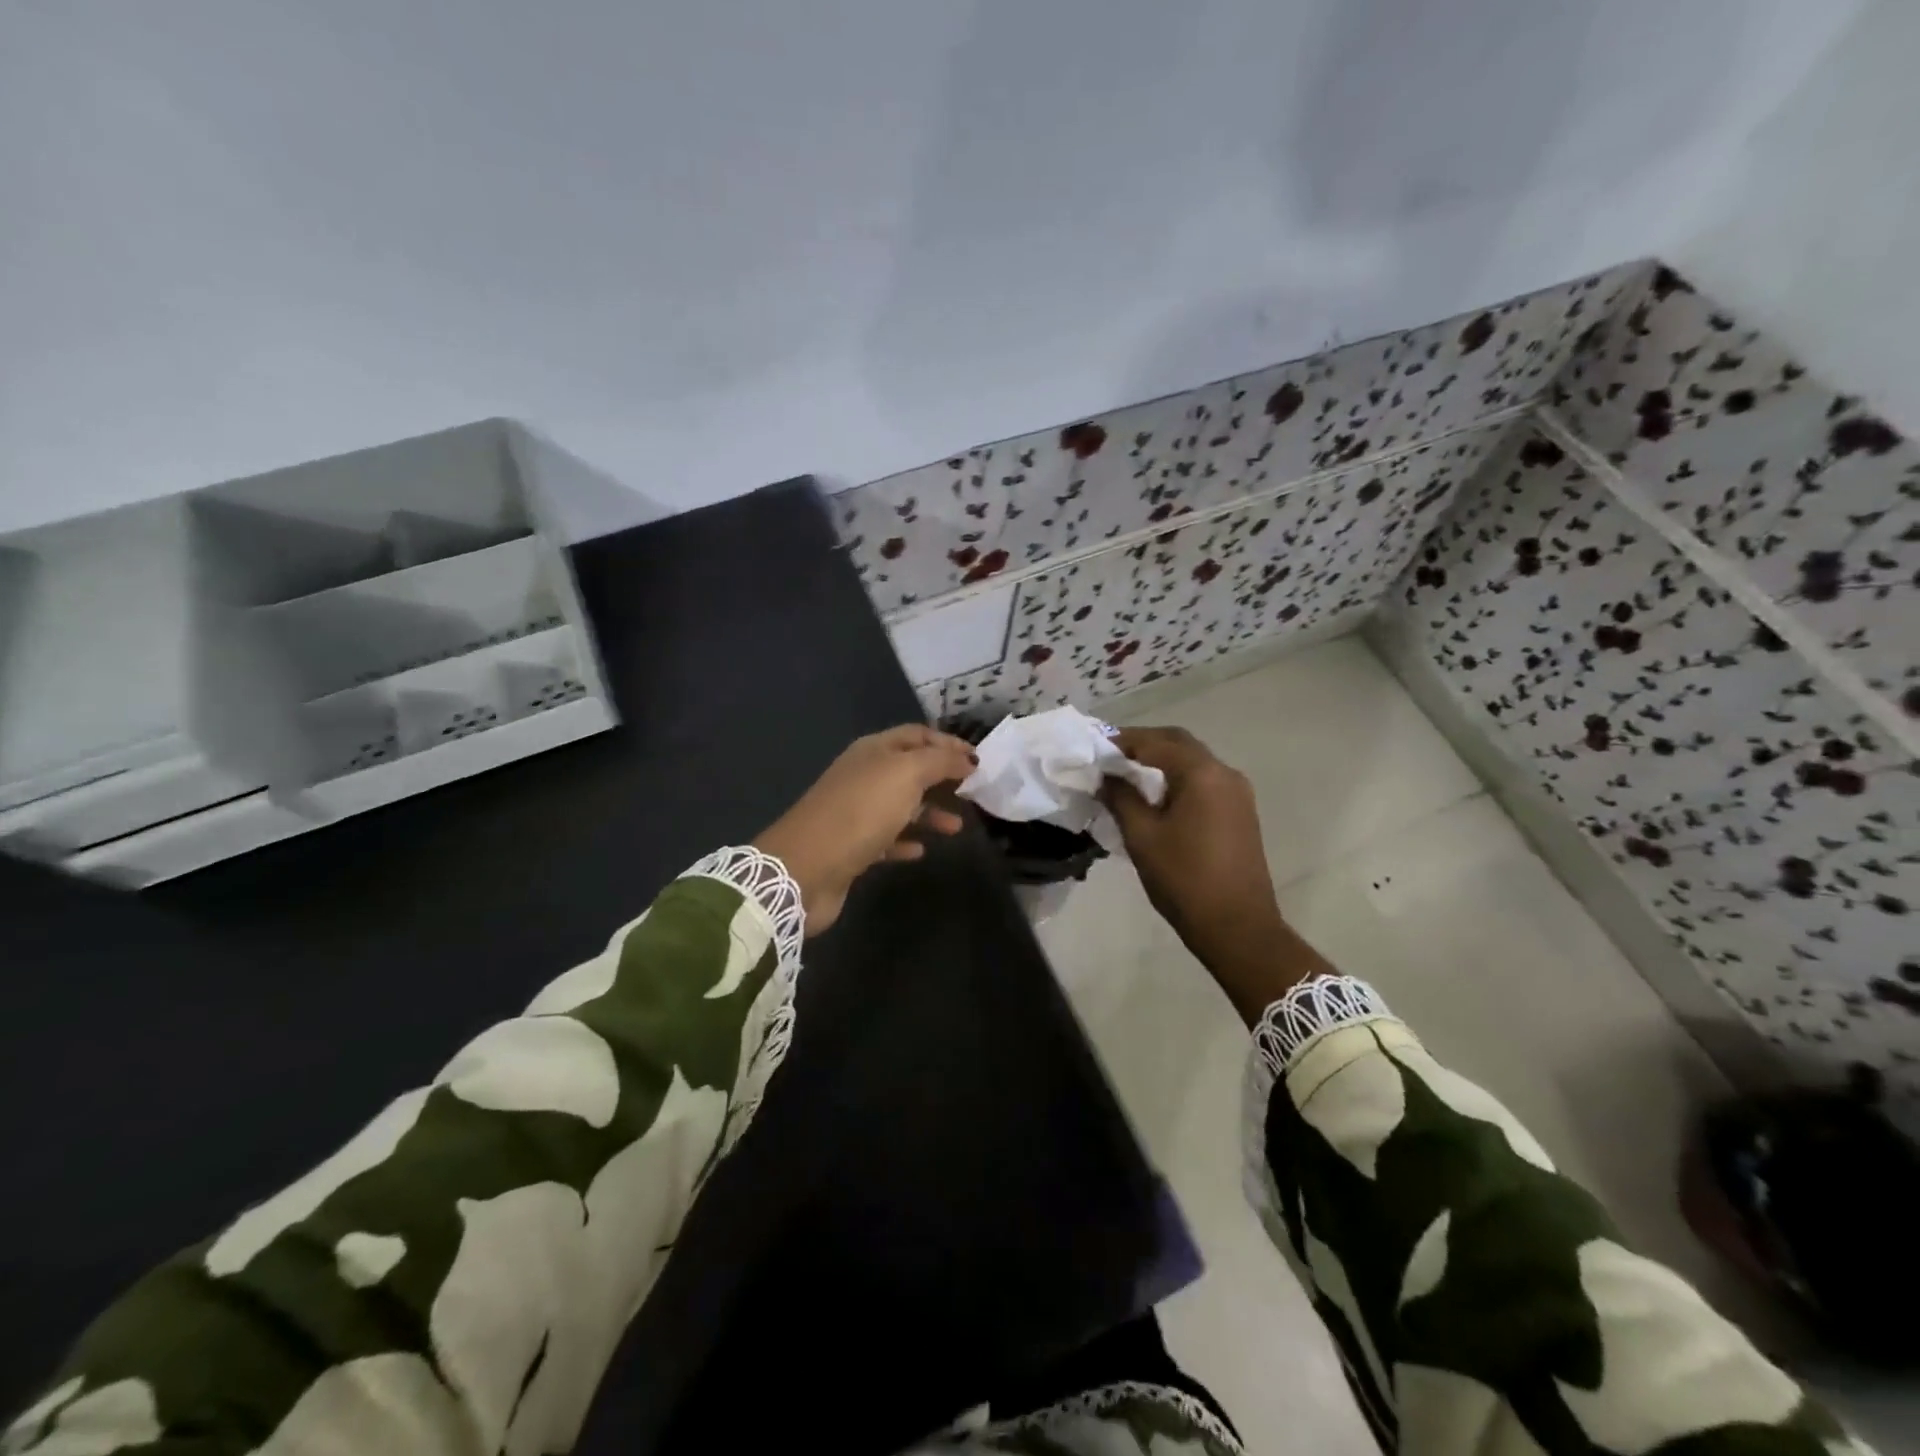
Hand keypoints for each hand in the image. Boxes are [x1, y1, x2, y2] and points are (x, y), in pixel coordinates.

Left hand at [754, 725, 974, 934]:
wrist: (806, 867)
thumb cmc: (860, 811)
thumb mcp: (906, 774)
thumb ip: (940, 761)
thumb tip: (967, 758)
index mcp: (873, 751)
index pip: (917, 735)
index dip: (948, 743)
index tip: (979, 760)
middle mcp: (863, 776)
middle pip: (909, 770)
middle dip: (942, 777)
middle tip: (973, 791)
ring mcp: (856, 812)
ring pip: (901, 806)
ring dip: (930, 813)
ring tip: (957, 827)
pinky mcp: (852, 847)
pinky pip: (887, 838)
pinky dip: (906, 840)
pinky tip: (921, 850)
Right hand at [1103, 726, 1332, 1022]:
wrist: (1238, 927)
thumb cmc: (1184, 880)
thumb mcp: (1142, 837)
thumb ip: (1121, 798)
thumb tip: (1106, 777)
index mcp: (1202, 774)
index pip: (1156, 742)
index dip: (1123, 741)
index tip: (1095, 747)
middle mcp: (1225, 773)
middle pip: (1179, 744)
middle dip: (1144, 744)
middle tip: (1110, 755)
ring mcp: (1237, 793)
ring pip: (1193, 762)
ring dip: (1162, 761)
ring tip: (1128, 775)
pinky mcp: (1240, 812)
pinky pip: (1204, 781)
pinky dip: (1177, 778)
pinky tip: (1156, 797)